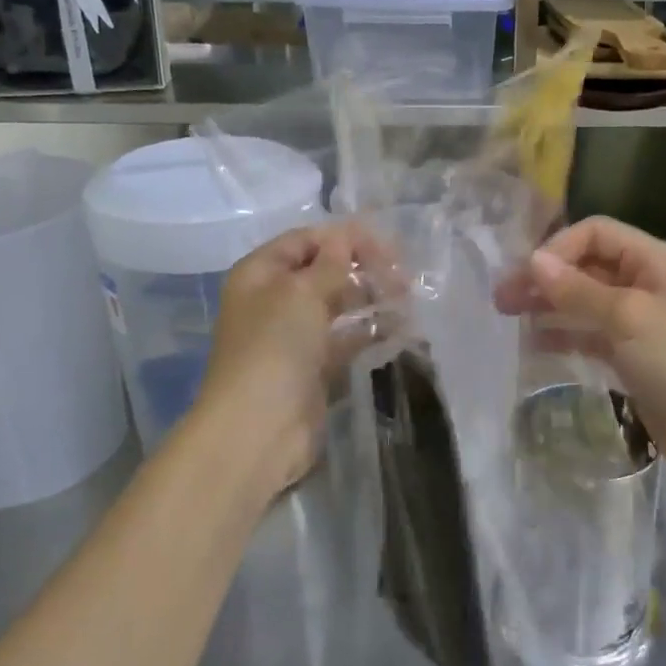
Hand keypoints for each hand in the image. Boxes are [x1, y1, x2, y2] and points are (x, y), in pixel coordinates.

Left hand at [193, 222, 379, 492]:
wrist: (258, 428)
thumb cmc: (275, 346)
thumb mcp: (302, 292)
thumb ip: (331, 263)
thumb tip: (347, 237)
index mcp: (260, 273)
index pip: (306, 240)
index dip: (344, 238)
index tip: (385, 245)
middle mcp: (275, 299)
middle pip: (324, 271)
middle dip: (362, 267)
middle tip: (402, 274)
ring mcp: (295, 335)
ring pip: (339, 305)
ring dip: (371, 298)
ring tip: (407, 298)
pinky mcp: (315, 366)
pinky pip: (346, 339)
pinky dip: (370, 331)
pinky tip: (401, 327)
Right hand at [497, 217, 665, 476]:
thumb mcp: (627, 318)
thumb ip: (578, 289)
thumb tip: (534, 261)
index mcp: (652, 259)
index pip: (595, 233)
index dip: (558, 247)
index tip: (527, 275)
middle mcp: (644, 281)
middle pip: (585, 266)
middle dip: (545, 277)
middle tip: (502, 298)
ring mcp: (638, 320)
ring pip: (583, 300)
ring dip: (548, 304)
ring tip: (509, 316)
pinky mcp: (632, 354)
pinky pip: (590, 333)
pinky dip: (564, 333)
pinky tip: (535, 343)